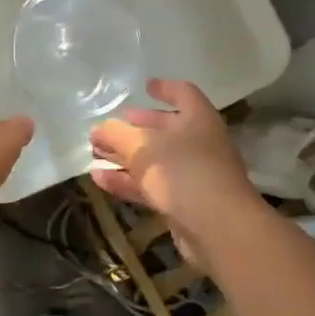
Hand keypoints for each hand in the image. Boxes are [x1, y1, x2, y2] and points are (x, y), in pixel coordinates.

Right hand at [89, 79, 259, 249]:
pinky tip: (99, 178)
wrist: (218, 228)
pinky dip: (128, 180)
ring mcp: (194, 175)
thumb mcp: (142, 147)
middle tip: (110, 126)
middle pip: (166, 128)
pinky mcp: (185, 204)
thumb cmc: (183, 171)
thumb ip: (117, 134)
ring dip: (126, 156)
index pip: (183, 93)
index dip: (165, 88)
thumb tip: (99, 128)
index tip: (145, 86)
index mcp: (198, 118)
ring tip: (95, 153)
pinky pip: (152, 186)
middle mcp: (200, 143)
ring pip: (155, 160)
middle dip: (136, 127)